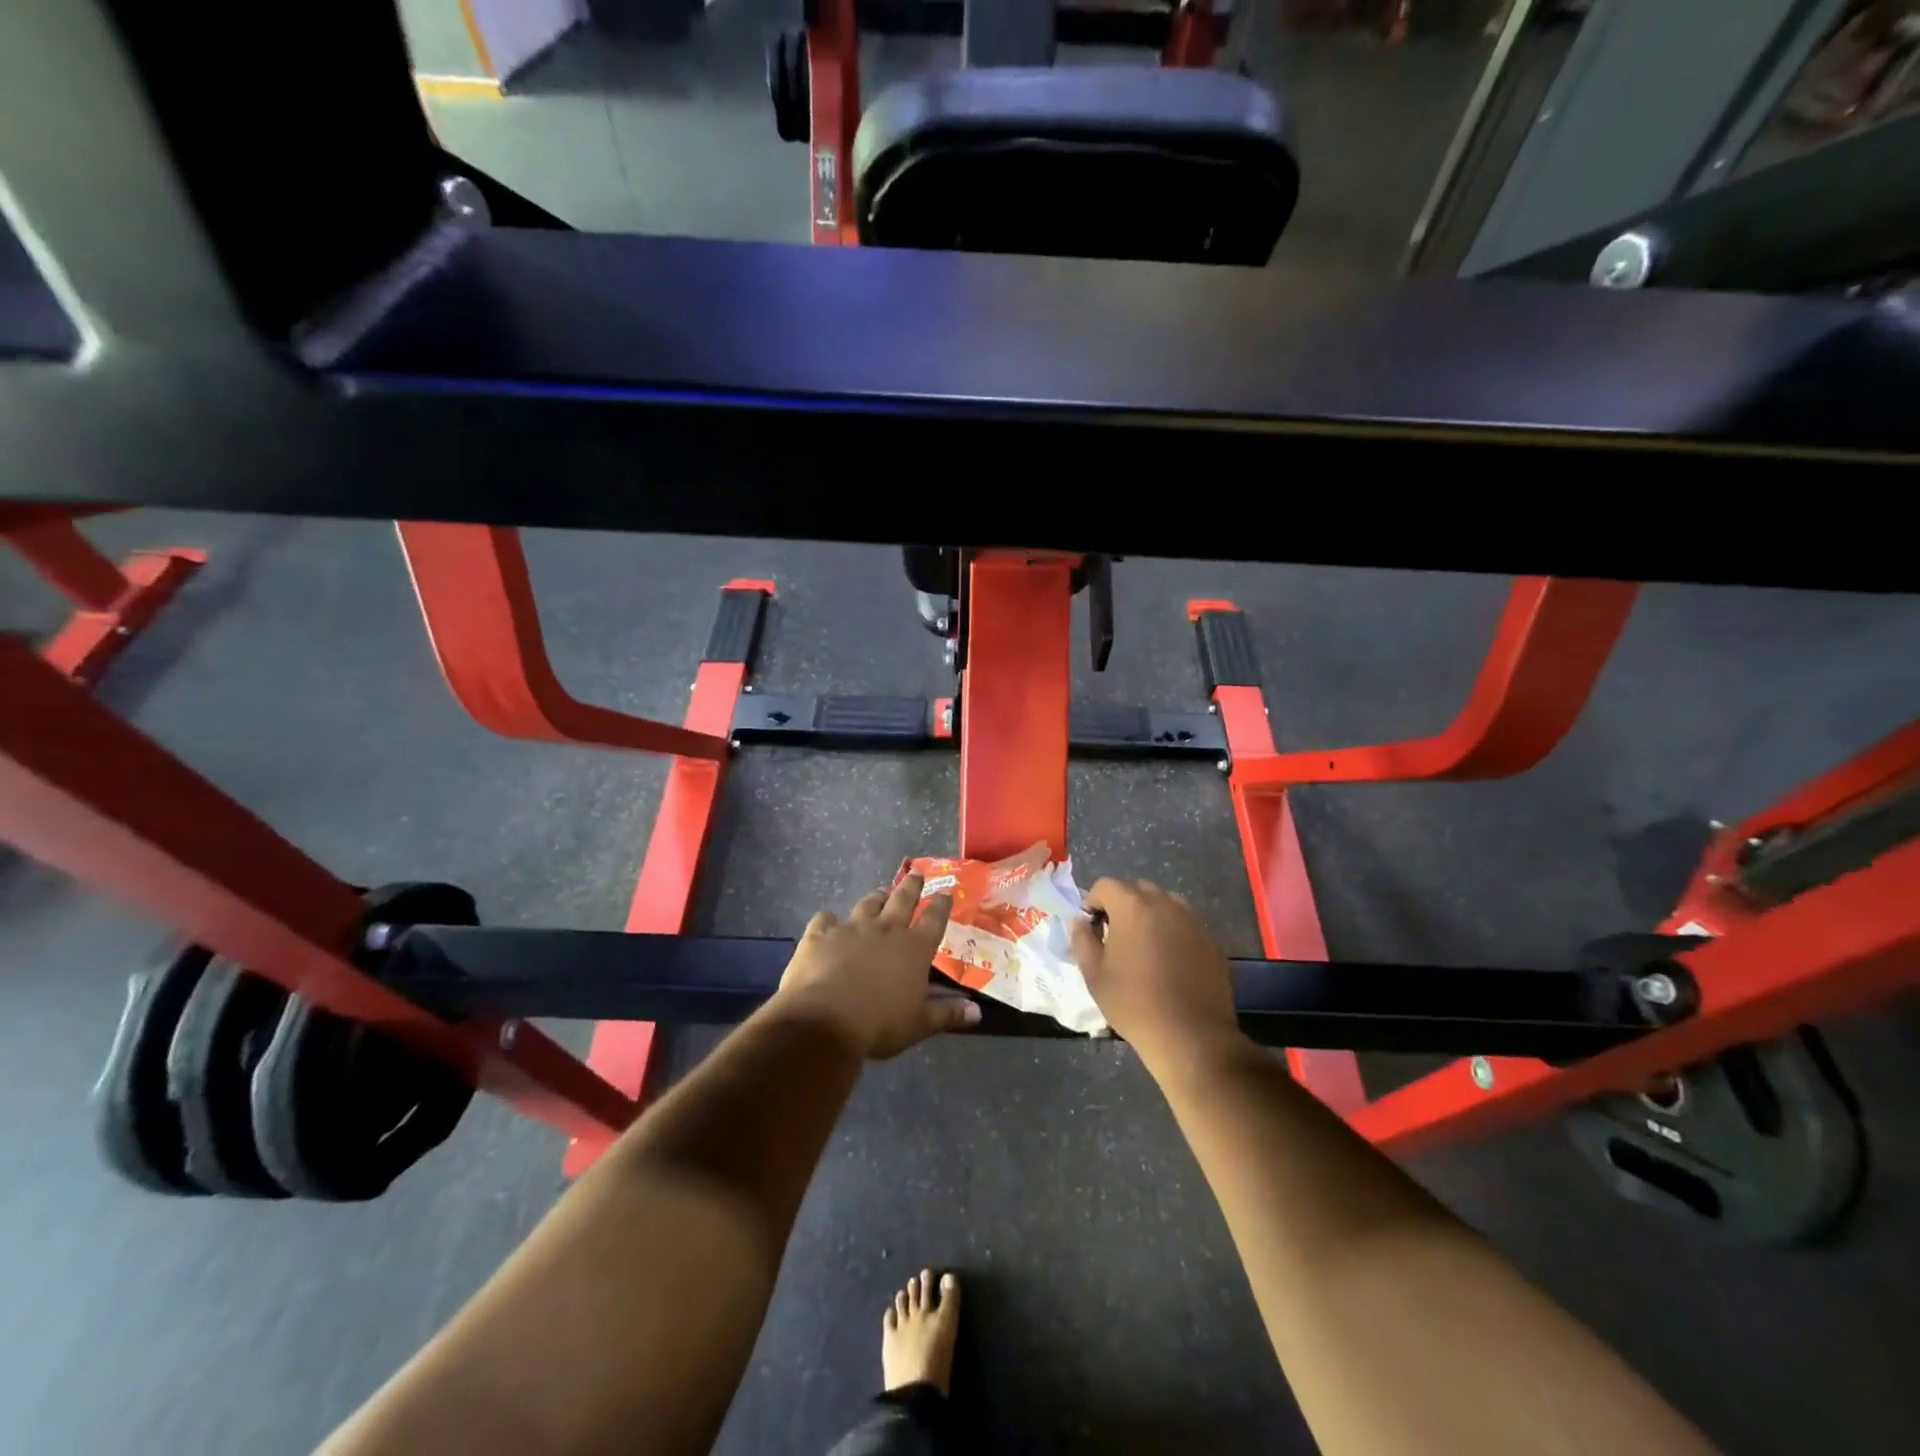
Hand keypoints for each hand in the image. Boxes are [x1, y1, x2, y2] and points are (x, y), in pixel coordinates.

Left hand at [774, 875, 979, 1058]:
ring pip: (867, 904)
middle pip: (902, 900)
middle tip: (916, 872)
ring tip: (881, 891)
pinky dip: (829, 919)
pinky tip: (828, 921)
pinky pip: (825, 919)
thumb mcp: (920, 1023)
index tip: (945, 893)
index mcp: (914, 948)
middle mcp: (885, 929)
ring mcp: (851, 928)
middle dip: (911, 886)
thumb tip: (977, 1011)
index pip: (934, 920)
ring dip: (876, 896)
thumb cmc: (880, 1023)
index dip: (941, 905)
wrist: (825, 1019)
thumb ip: (947, 1013)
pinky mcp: (820, 935)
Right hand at [1071, 878, 1241, 1068]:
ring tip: (1144, 948)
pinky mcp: (1211, 941)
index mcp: (1132, 906)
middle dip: (1122, 905)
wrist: (1190, 1035)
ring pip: (1165, 904)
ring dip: (1150, 915)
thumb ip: (1082, 939)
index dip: (1093, 902)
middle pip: (1137, 889)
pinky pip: (1185, 925)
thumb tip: (1080, 921)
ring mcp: (1193, 921)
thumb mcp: (1094, 974)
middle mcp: (1165, 904)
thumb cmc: (1133, 1003)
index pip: (1106, 885)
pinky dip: (1173, 933)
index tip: (1092, 928)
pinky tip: (1170, 963)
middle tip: (1116, 937)